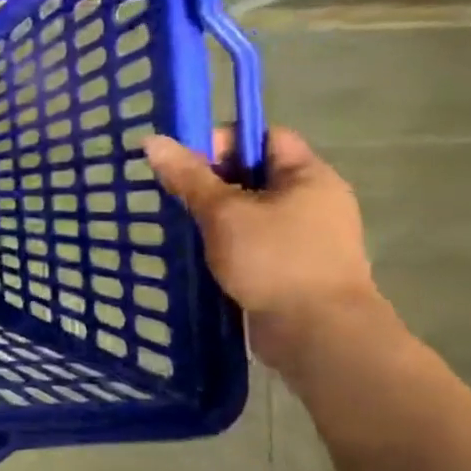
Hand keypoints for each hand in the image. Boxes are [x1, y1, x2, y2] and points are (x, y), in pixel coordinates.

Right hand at [144, 127, 383, 371]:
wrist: (318, 334)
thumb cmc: (274, 261)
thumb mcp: (224, 213)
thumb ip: (188, 176)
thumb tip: (152, 141)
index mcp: (308, 176)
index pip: (265, 137)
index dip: (224, 141)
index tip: (185, 162)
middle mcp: (313, 200)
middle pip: (255, 173)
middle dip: (212, 180)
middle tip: (174, 194)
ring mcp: (305, 236)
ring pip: (251, 210)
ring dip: (216, 214)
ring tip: (181, 224)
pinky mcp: (292, 267)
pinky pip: (254, 240)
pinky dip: (227, 241)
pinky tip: (200, 253)